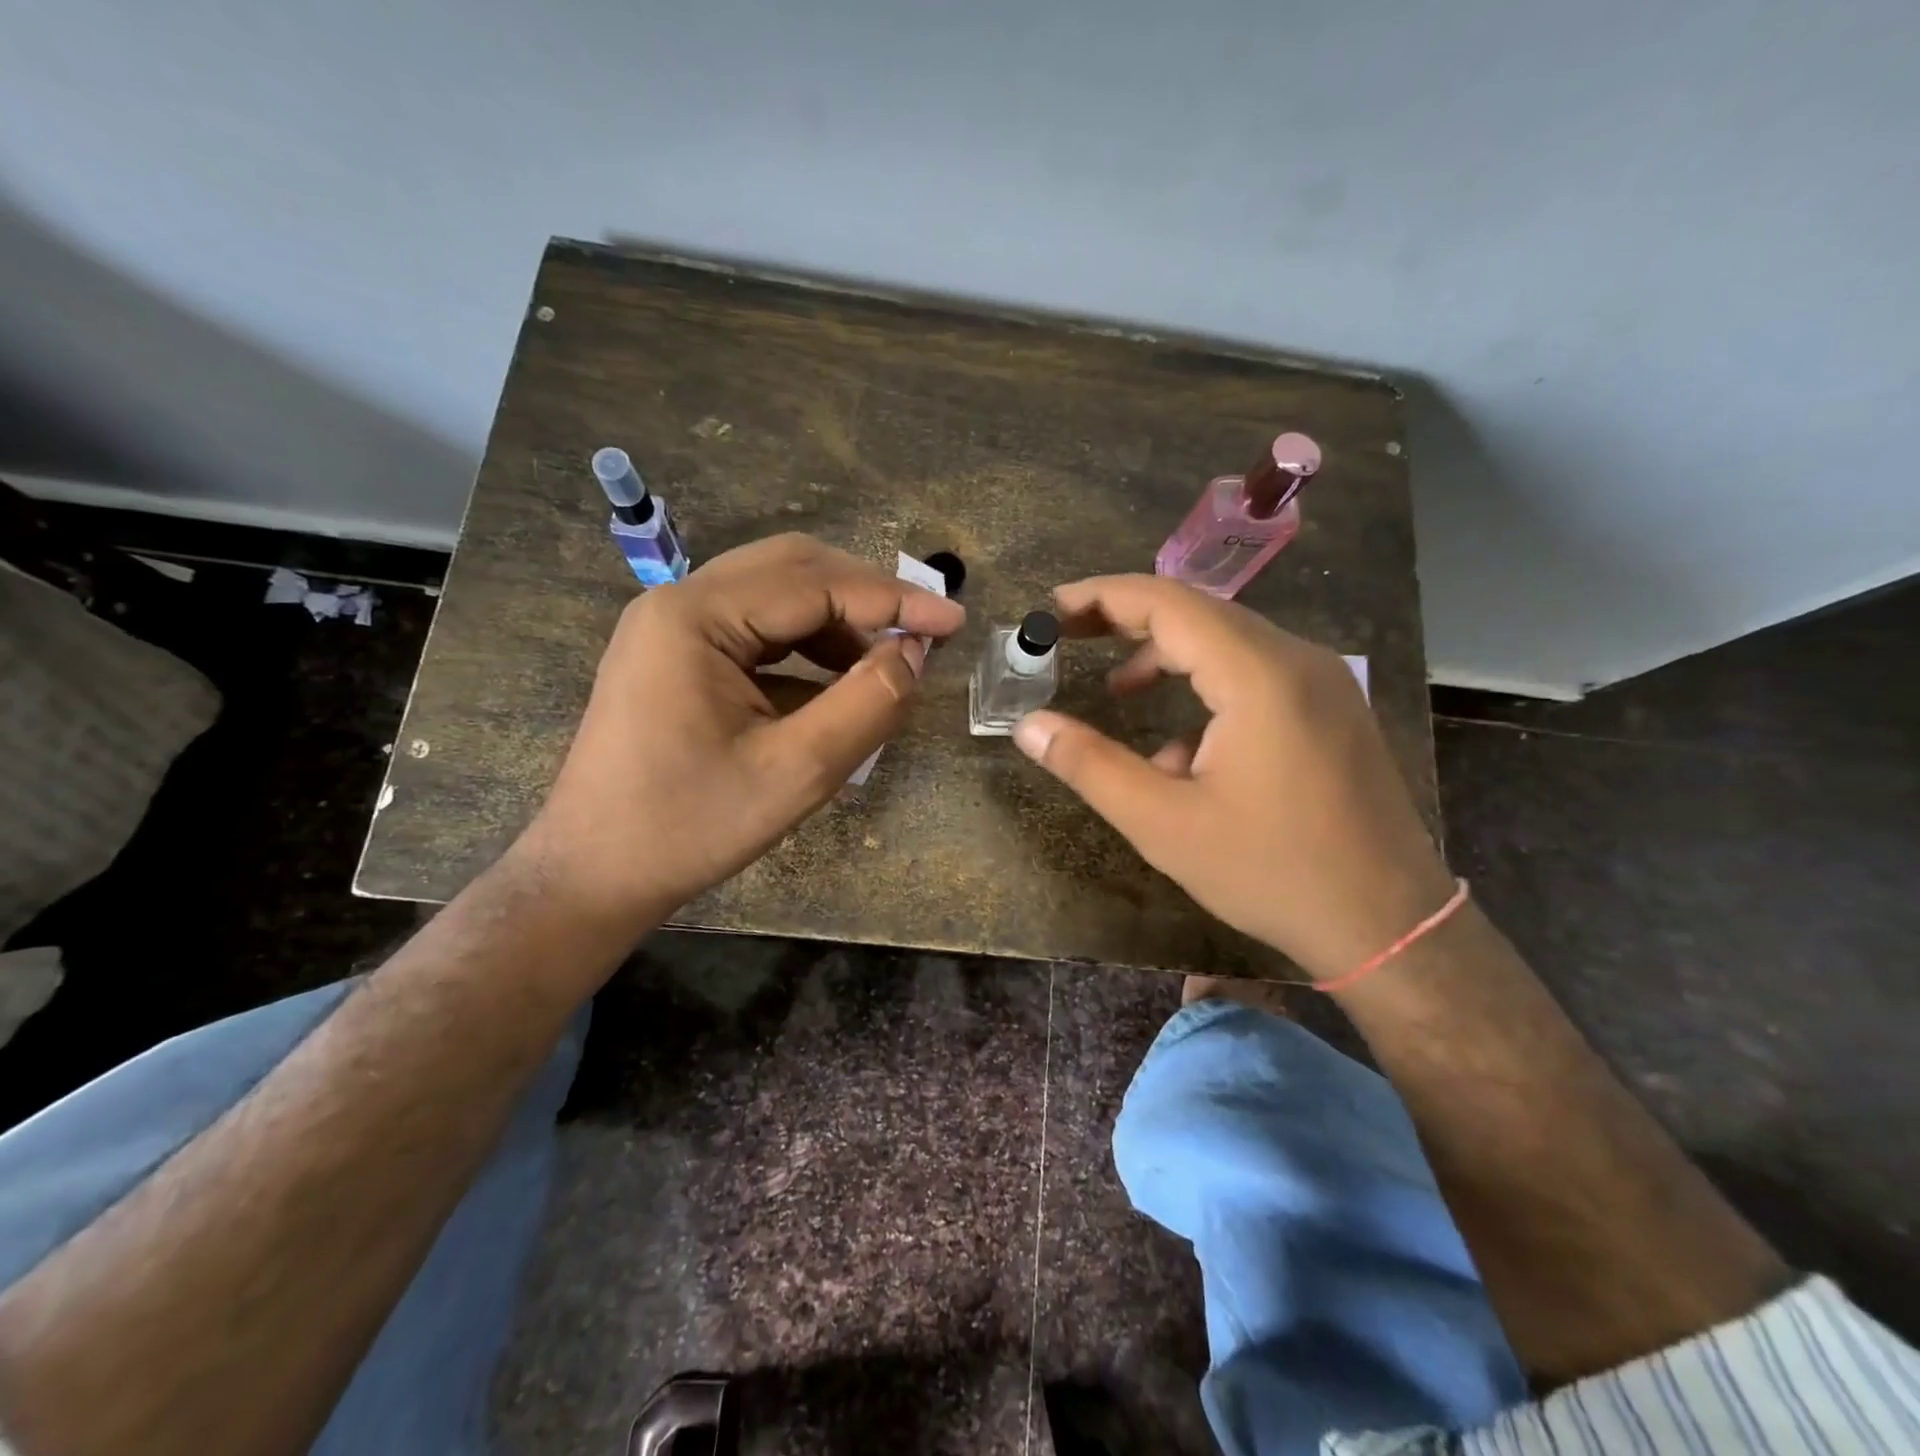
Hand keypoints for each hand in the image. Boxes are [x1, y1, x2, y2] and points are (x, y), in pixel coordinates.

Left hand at [516, 534, 964, 935]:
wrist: (593, 874)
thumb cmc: (690, 826)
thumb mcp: (797, 772)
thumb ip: (867, 705)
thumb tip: (915, 653)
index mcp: (696, 617)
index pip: (815, 584)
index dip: (894, 600)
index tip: (955, 621)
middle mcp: (679, 603)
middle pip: (793, 569)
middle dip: (866, 596)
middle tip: (922, 633)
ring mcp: (672, 628)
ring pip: (775, 595)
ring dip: (837, 620)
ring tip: (884, 663)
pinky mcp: (676, 656)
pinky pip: (755, 630)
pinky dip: (805, 646)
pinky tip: (835, 682)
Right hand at [1011, 575, 1454, 981]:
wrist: (1390, 926)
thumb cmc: (1271, 872)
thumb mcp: (1163, 823)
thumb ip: (1089, 765)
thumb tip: (1028, 727)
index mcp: (1258, 675)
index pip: (1167, 602)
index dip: (1102, 597)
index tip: (1051, 609)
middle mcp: (1297, 660)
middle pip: (1199, 612)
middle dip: (1128, 621)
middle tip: (1069, 636)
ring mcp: (1324, 683)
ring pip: (1229, 643)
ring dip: (1167, 658)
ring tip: (1118, 693)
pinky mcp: (1332, 710)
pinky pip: (1258, 675)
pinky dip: (1207, 689)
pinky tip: (1183, 752)